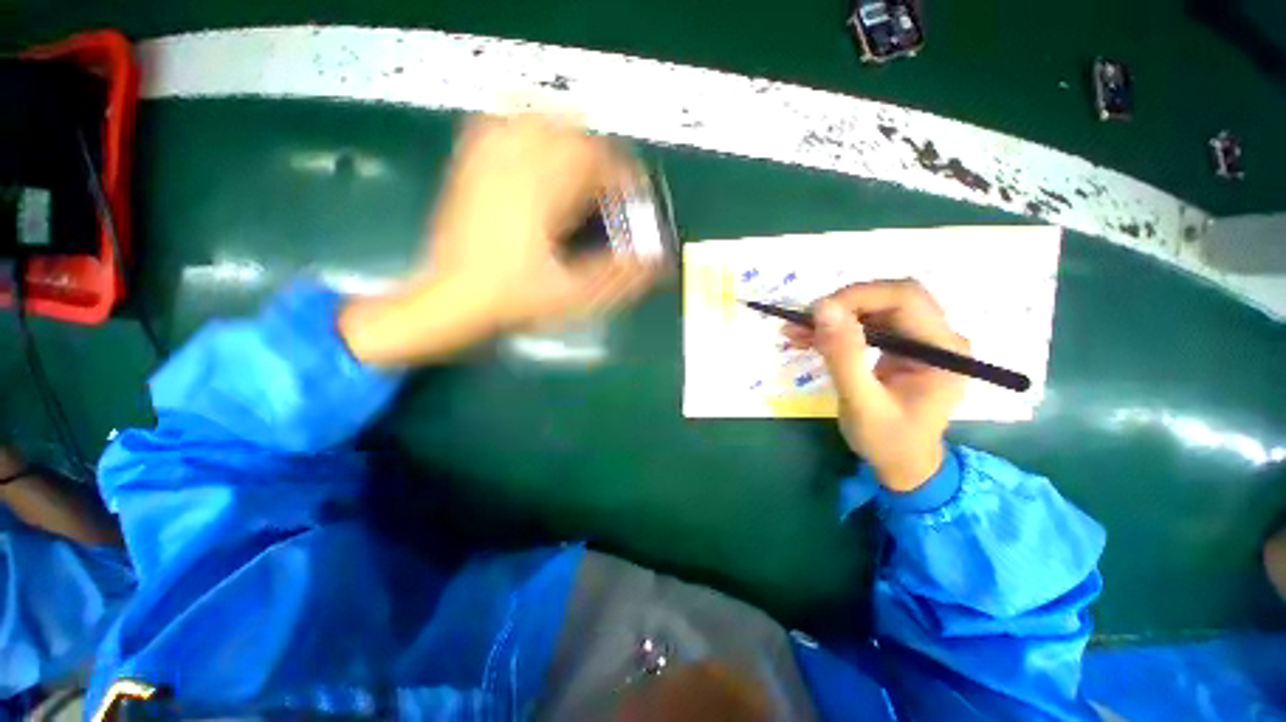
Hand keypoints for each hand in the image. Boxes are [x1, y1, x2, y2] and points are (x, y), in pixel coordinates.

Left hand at [341, 115, 657, 365]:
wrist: (450, 300)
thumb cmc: (514, 300)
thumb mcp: (573, 296)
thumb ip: (618, 277)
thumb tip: (657, 260)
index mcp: (544, 197)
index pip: (596, 161)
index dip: (624, 176)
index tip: (635, 196)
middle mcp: (517, 169)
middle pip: (570, 133)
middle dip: (601, 156)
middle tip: (612, 185)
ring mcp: (488, 164)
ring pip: (534, 120)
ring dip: (567, 135)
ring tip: (581, 165)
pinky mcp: (470, 168)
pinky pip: (495, 126)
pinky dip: (522, 126)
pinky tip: (533, 144)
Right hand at [783, 280, 968, 491]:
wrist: (902, 466)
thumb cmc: (888, 441)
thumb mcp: (862, 403)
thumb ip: (844, 356)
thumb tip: (822, 308)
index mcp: (943, 350)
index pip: (904, 298)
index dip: (858, 297)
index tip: (816, 313)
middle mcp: (938, 336)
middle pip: (889, 297)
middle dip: (843, 305)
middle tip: (804, 322)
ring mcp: (920, 339)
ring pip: (874, 307)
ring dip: (834, 317)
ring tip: (796, 330)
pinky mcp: (900, 346)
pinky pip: (866, 323)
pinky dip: (835, 329)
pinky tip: (806, 338)